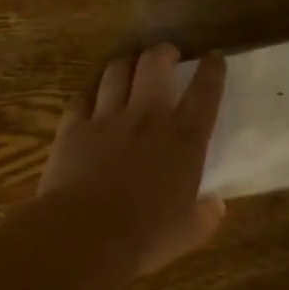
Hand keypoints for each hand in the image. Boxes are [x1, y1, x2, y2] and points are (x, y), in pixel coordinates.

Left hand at [38, 44, 227, 273]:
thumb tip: (215, 205)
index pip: (205, 91)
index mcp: (184, 139)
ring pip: (116, 72)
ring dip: (126, 64)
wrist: (84, 236)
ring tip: (129, 67)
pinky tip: (91, 102)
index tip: (213, 58)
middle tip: (166, 55)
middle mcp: (147, 118)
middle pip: (155, 63)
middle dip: (163, 52)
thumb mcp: (188, 232)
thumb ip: (205, 215)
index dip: (212, 69)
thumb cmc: (145, 237)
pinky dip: (89, 96)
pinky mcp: (72, 128)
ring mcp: (106, 119)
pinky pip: (80, 99)